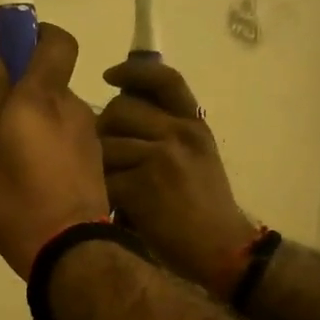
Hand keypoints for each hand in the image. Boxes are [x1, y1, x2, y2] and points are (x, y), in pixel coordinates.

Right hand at [0, 24, 111, 275]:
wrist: (66, 250)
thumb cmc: (14, 191)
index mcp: (44, 95)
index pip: (57, 41)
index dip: (37, 36)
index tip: (15, 51)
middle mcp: (74, 110)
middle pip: (45, 91)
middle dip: (17, 106)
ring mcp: (87, 143)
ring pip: (48, 128)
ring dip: (25, 142)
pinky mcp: (93, 172)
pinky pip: (58, 157)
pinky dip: (38, 167)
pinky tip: (16, 199)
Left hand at [99, 59, 255, 292]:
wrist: (221, 248)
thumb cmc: (205, 207)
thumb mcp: (197, 157)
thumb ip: (167, 131)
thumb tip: (120, 111)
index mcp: (194, 124)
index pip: (164, 79)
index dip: (132, 72)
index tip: (109, 76)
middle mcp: (179, 133)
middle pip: (120, 108)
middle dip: (104, 128)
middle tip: (106, 153)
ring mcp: (161, 158)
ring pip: (106, 142)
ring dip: (98, 163)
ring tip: (107, 182)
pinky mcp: (142, 186)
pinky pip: (104, 176)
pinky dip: (101, 191)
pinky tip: (108, 203)